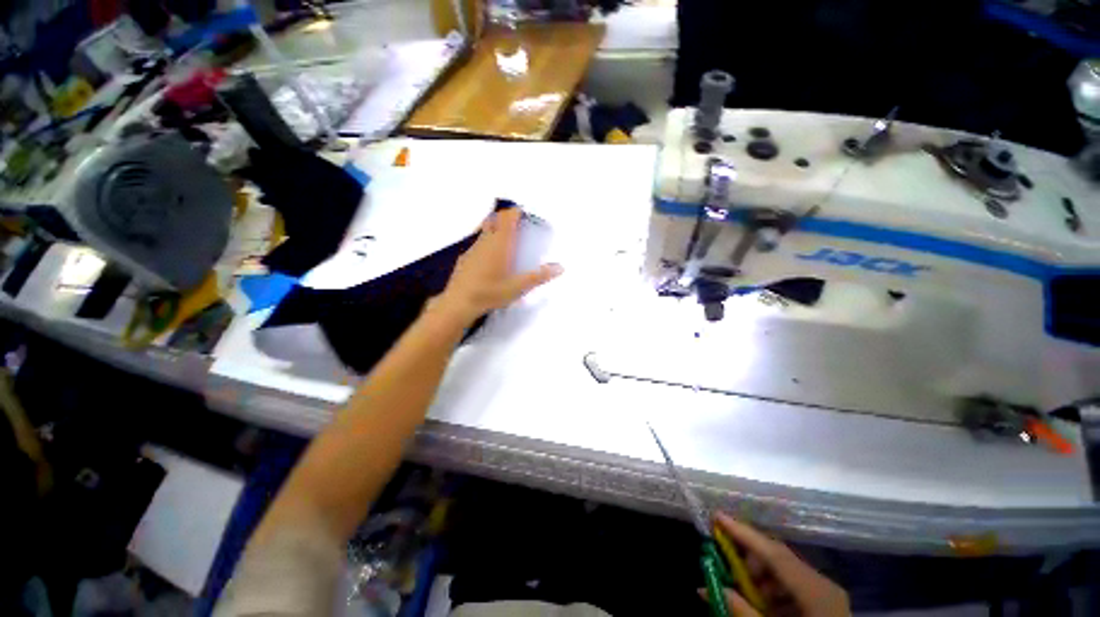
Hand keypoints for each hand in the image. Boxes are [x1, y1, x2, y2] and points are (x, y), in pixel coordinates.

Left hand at [432, 207, 562, 325]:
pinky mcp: (465, 257)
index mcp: (500, 244)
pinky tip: (490, 255)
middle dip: (506, 217)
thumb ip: (539, 276)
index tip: (525, 213)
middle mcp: (485, 241)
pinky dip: (486, 239)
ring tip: (505, 236)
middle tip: (517, 223)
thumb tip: (560, 267)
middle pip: (495, 219)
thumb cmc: (490, 292)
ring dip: (495, 226)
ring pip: (484, 228)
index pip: (507, 218)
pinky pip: (477, 240)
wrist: (459, 303)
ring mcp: (472, 248)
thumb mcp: (518, 287)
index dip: (516, 212)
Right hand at [709, 513, 849, 616]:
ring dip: (759, 578)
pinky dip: (772, 591)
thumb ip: (740, 611)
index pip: (774, 553)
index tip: (717, 516)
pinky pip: (793, 587)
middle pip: (779, 559)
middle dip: (748, 559)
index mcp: (816, 591)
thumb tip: (703, 588)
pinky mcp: (826, 603)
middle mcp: (824, 585)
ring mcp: (827, 594)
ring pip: (784, 572)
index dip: (743, 533)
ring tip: (742, 592)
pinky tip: (761, 604)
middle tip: (724, 565)